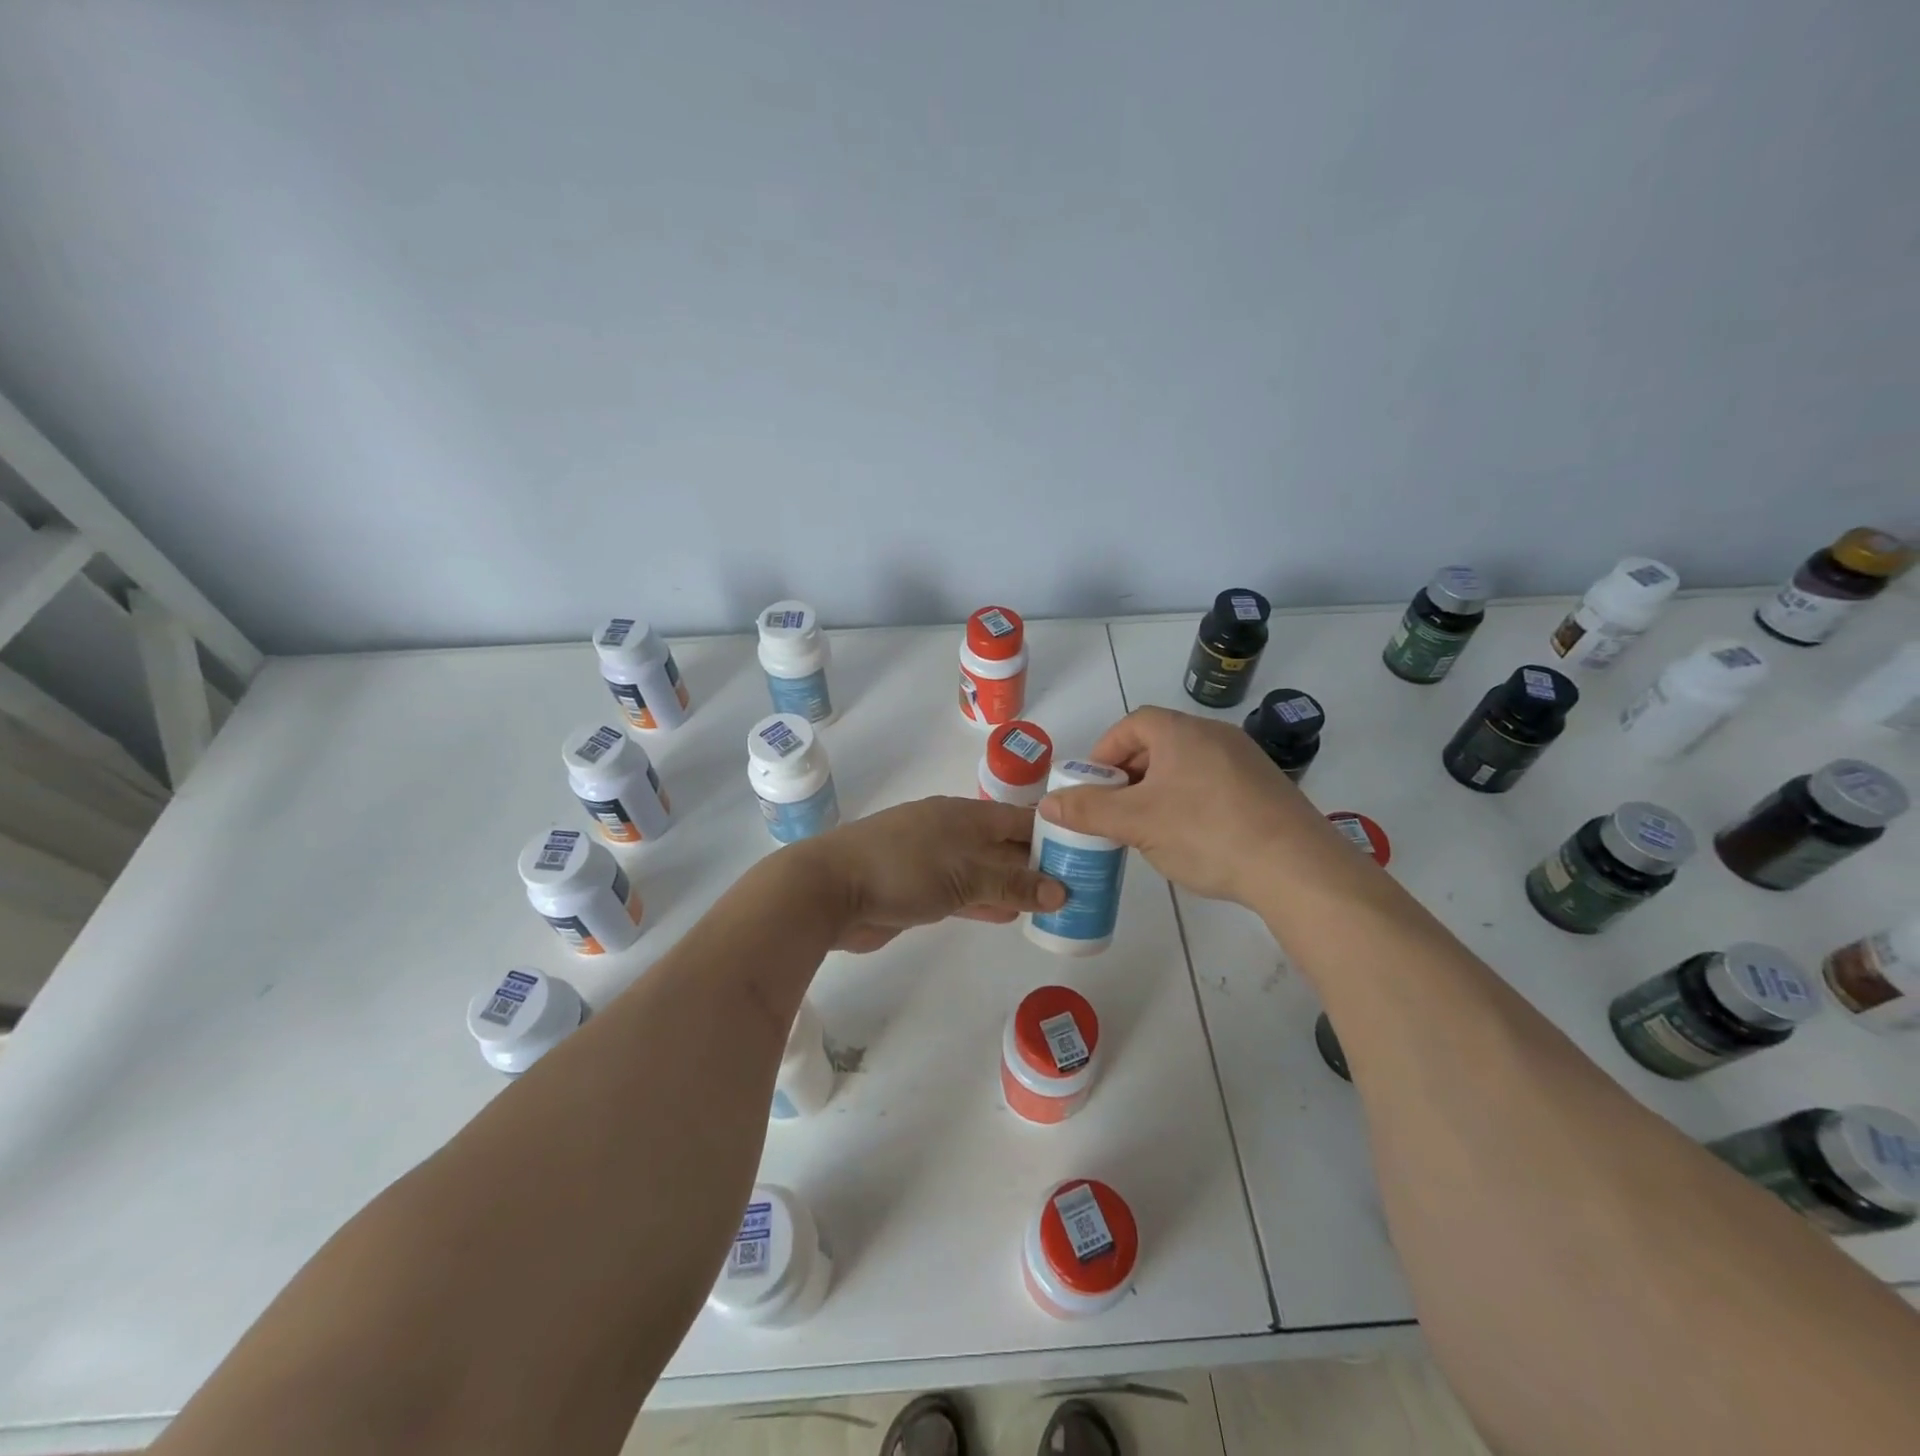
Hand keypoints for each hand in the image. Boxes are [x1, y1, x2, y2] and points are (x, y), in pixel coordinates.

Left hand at [797, 796, 1067, 952]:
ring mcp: (933, 860)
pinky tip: (1010, 917)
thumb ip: (1013, 882)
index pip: (1021, 819)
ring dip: (1014, 887)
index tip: (1085, 855)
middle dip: (1038, 864)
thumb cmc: (903, 869)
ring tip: (1053, 905)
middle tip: (1078, 886)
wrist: (832, 890)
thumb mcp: (966, 873)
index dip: (1053, 834)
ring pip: (985, 871)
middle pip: (1005, 845)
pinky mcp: (918, 889)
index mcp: (965, 814)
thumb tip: (1062, 890)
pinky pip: (964, 893)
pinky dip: (987, 903)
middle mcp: (953, 832)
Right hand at [1039, 706, 1354, 905]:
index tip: (1094, 787)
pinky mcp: (1265, 788)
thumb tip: (1048, 803)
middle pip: (1158, 744)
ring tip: (1149, 828)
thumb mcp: (1136, 823)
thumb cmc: (1206, 832)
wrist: (1297, 868)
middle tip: (1116, 811)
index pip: (1132, 724)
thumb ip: (1088, 810)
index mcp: (1181, 732)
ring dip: (1158, 790)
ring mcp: (1245, 760)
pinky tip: (1191, 838)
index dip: (1105, 752)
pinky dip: (1190, 801)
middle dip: (1129, 775)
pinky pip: (1213, 784)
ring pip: (1185, 766)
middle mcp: (1215, 735)